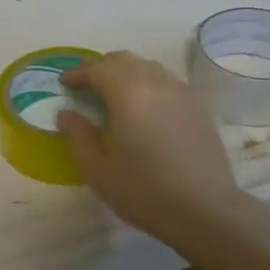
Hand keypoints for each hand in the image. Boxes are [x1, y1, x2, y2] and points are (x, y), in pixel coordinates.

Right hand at [57, 51, 243, 243]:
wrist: (205, 209)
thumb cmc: (143, 190)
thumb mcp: (97, 169)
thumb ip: (77, 136)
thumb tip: (67, 114)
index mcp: (127, 93)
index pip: (97, 68)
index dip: (78, 73)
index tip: (65, 84)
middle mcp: (156, 82)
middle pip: (124, 60)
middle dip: (101, 68)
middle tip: (87, 87)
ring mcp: (182, 92)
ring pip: (149, 67)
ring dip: (127, 73)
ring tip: (115, 96)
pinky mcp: (198, 107)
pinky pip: (168, 82)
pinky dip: (149, 85)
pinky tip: (146, 109)